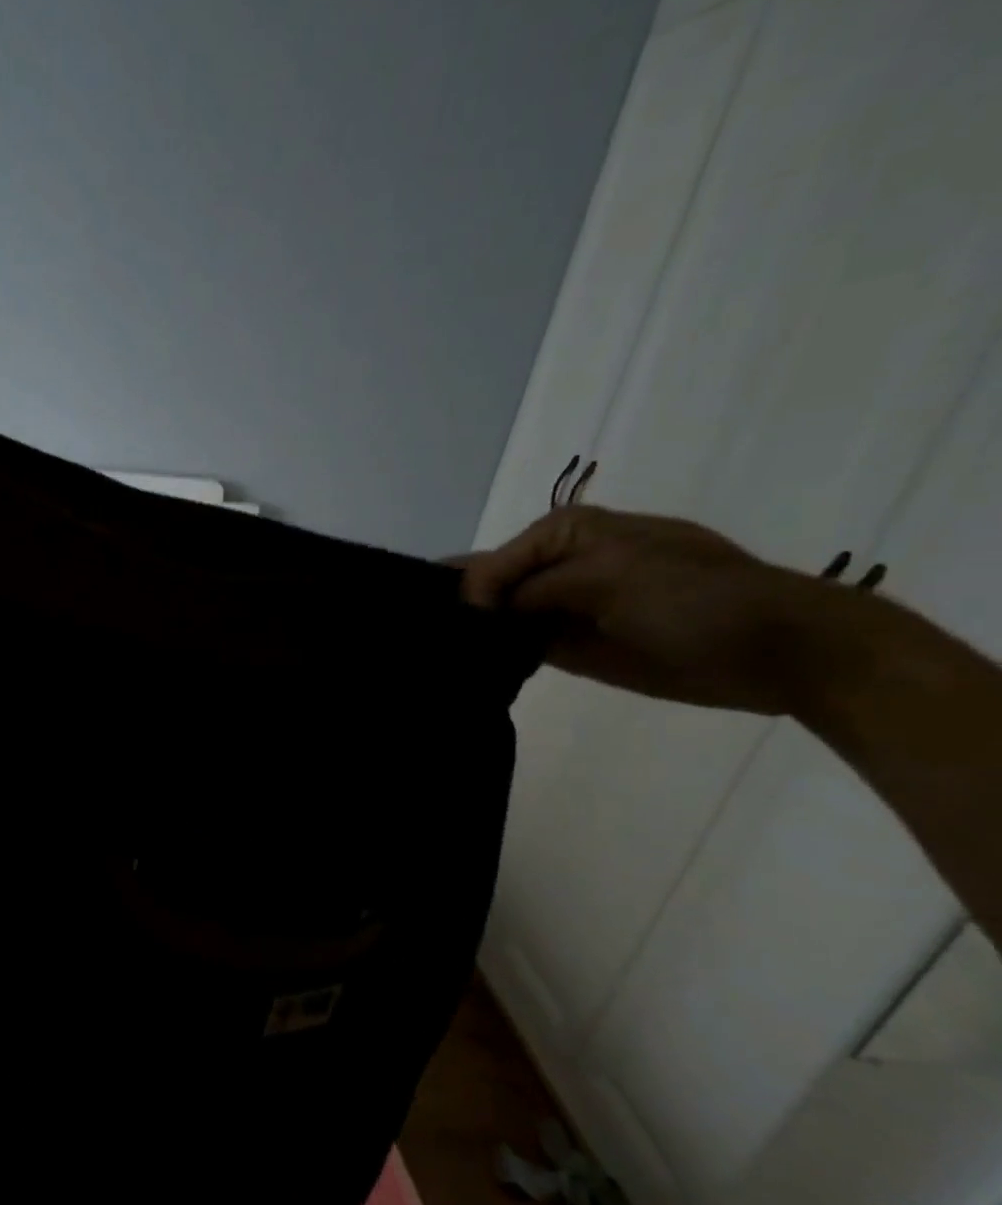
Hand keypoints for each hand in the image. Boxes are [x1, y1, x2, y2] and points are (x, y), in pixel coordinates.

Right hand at [457, 506, 853, 714]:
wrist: (775, 650)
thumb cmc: (695, 599)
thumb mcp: (610, 575)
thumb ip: (533, 589)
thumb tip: (475, 612)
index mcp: (564, 533)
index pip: (488, 563)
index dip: (466, 593)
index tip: (449, 630)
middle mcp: (556, 567)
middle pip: (487, 587)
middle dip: (460, 611)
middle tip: (428, 641)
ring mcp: (563, 608)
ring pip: (498, 620)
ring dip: (474, 637)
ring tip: (440, 659)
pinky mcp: (571, 647)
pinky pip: (520, 648)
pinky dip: (497, 658)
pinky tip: (469, 671)